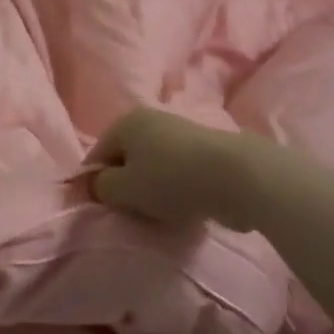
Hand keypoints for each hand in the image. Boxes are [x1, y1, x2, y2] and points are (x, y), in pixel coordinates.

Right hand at [88, 107, 261, 229]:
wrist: (238, 176)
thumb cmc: (171, 180)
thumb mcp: (124, 189)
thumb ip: (102, 187)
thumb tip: (98, 184)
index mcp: (125, 122)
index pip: (98, 154)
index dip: (96, 183)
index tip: (105, 209)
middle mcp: (151, 119)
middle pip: (127, 158)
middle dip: (127, 185)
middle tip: (134, 213)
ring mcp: (181, 132)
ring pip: (154, 166)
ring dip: (154, 189)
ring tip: (163, 213)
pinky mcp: (206, 150)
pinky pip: (179, 172)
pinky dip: (178, 189)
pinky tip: (187, 207)